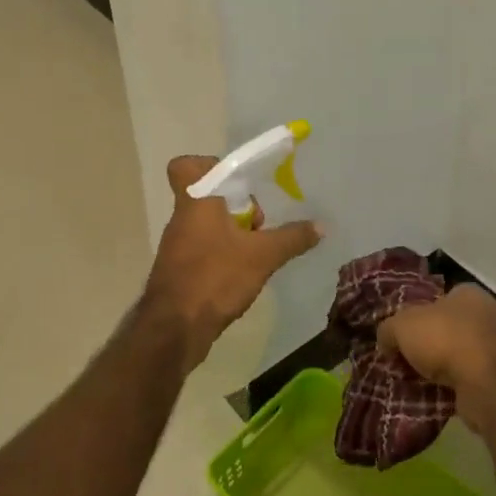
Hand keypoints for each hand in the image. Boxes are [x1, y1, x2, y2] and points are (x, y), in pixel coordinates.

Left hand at [142, 155, 321, 360]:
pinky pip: (204, 249)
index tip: (237, 183)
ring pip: (207, 224)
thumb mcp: (263, 256)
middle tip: (258, 223)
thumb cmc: (215, 278)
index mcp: (196, 202)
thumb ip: (292, 238)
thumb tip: (321, 226)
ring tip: (256, 251)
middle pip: (208, 196)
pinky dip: (223, 254)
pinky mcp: (178, 271)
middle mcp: (182, 219)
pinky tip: (243, 273)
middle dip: (236, 205)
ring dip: (232, 232)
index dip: (210, 166)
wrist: (174, 329)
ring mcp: (177, 246)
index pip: (186, 165)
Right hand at [377, 284, 495, 425]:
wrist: (490, 384)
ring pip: (463, 355)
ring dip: (445, 369)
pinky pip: (474, 379)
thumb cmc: (446, 340)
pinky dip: (458, 387)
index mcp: (468, 293)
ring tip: (421, 384)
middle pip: (450, 328)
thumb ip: (388, 329)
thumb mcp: (402, 326)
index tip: (402, 338)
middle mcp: (490, 313)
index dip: (417, 317)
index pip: (438, 299)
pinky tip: (440, 398)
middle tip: (408, 363)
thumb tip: (386, 341)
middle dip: (430, 345)